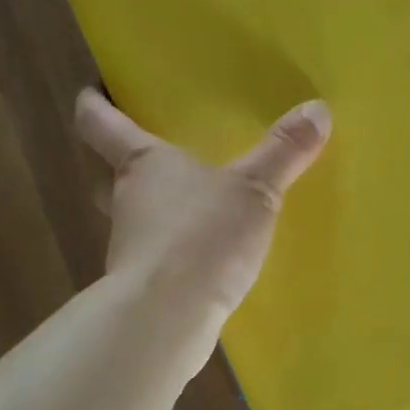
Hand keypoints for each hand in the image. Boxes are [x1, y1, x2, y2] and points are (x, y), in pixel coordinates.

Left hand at [75, 90, 331, 314]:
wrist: (168, 318)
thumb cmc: (202, 235)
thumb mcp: (254, 189)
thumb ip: (283, 151)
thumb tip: (318, 108)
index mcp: (142, 164)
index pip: (100, 123)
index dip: (94, 105)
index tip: (90, 92)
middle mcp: (127, 201)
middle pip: (105, 174)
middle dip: (117, 163)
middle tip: (143, 152)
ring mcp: (130, 248)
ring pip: (131, 218)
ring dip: (150, 210)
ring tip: (186, 204)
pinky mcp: (143, 287)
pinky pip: (155, 257)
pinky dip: (171, 251)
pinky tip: (201, 256)